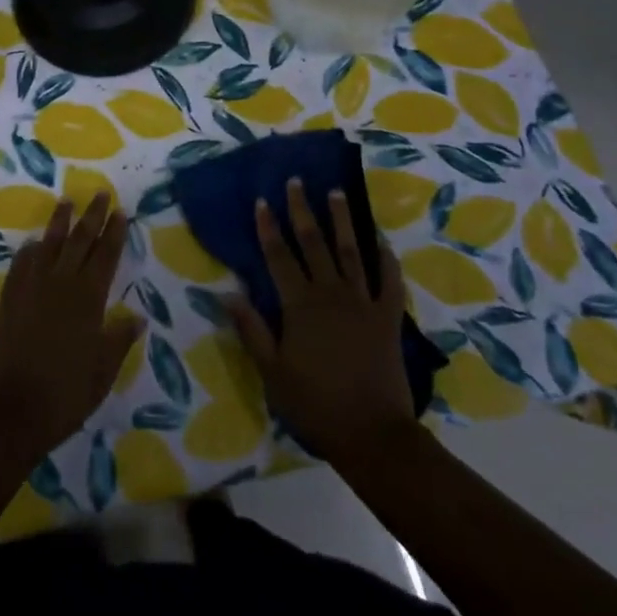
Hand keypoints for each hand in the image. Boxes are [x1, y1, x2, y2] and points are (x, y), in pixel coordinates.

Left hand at [0, 195, 144, 460]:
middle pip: (79, 241)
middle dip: (91, 216)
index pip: (105, 256)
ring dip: (59, 223)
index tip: (120, 211)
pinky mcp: (9, 300)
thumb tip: (136, 318)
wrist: (7, 412)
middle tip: (99, 193)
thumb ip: (118, 341)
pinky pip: (21, 265)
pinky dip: (29, 251)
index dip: (114, 233)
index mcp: (88, 299)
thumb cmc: (63, 395)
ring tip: (66, 202)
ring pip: (49, 245)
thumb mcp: (101, 373)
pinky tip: (33, 243)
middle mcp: (61, 284)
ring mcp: (31, 289)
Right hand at [227, 179, 413, 462]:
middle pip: (313, 243)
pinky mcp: (388, 317)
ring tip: (336, 192)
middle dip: (302, 210)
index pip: (278, 256)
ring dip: (342, 220)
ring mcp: (362, 302)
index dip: (268, 227)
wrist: (372, 434)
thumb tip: (228, 293)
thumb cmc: (315, 404)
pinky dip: (385, 258)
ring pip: (350, 251)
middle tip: (296, 181)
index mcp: (299, 305)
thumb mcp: (272, 372)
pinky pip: (388, 280)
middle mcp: (330, 293)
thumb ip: (251, 329)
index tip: (261, 200)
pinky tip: (380, 240)